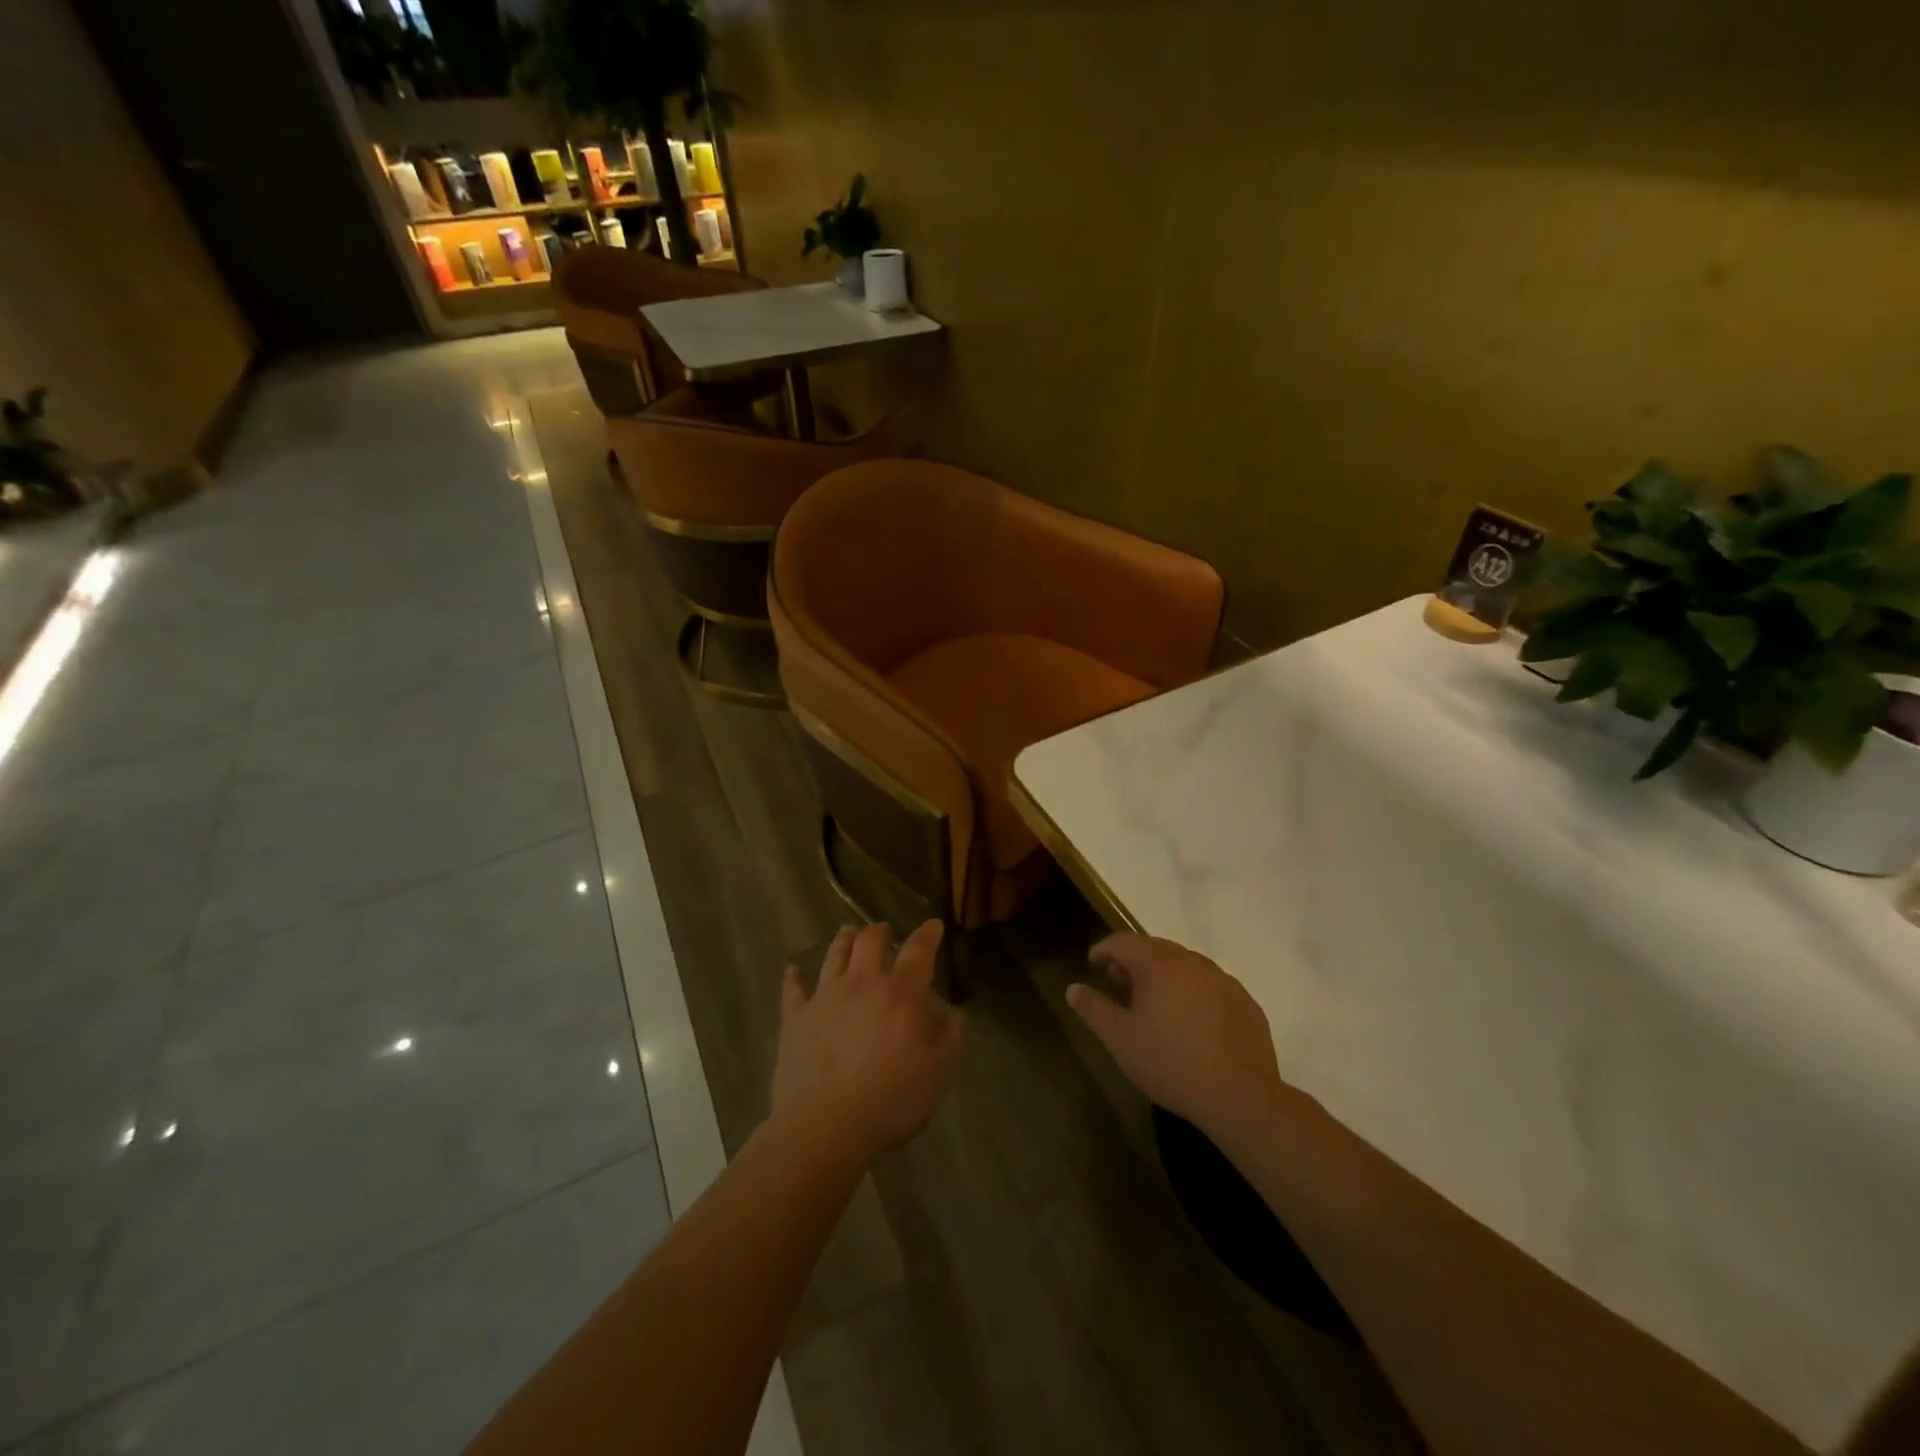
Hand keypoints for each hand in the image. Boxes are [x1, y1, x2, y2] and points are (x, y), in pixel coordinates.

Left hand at [772, 920, 963, 1162]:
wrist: (825, 1125)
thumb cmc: (891, 1100)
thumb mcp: (937, 1073)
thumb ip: (948, 1038)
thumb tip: (953, 1014)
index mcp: (900, 994)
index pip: (918, 951)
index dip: (928, 935)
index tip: (933, 925)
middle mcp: (862, 984)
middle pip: (869, 941)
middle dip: (879, 931)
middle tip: (883, 930)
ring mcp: (824, 998)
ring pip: (834, 956)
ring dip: (843, 941)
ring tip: (848, 933)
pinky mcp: (795, 1019)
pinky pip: (793, 990)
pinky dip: (793, 978)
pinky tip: (792, 970)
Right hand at [1066, 934, 1289, 1156]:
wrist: (1240, 1097)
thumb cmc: (1170, 1063)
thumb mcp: (1120, 1039)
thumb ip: (1094, 1008)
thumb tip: (1073, 988)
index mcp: (1159, 964)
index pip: (1123, 941)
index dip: (1104, 949)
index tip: (1093, 963)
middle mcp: (1192, 961)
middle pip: (1155, 949)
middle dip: (1133, 962)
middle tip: (1120, 984)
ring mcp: (1223, 980)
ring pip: (1185, 967)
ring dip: (1165, 977)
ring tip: (1154, 1004)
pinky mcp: (1245, 1002)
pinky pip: (1210, 987)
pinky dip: (1193, 994)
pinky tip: (1190, 1024)